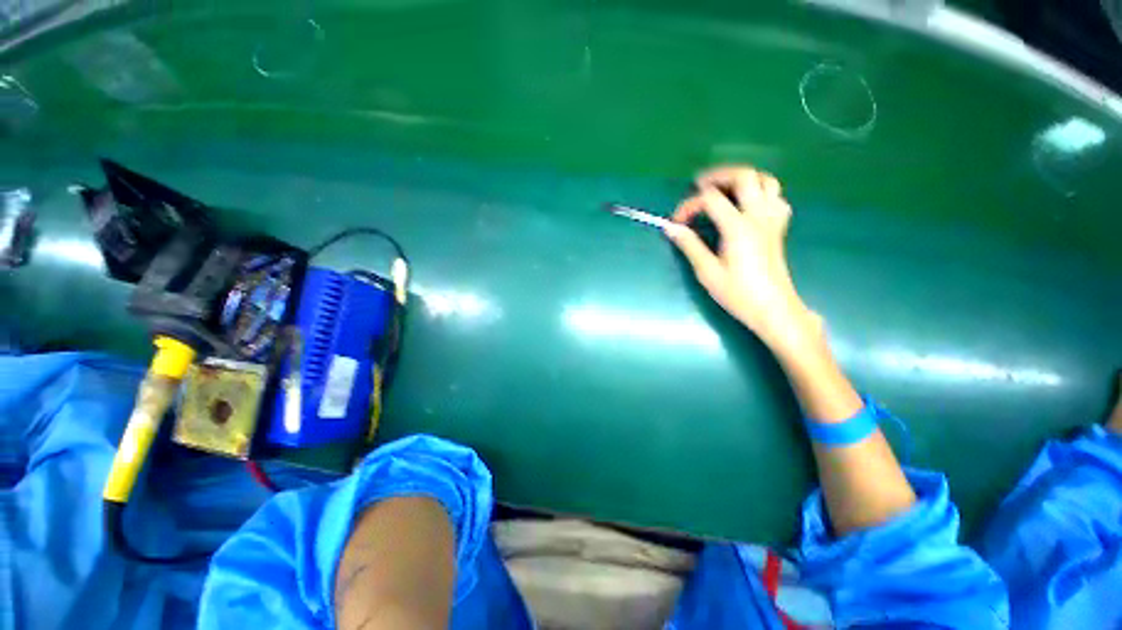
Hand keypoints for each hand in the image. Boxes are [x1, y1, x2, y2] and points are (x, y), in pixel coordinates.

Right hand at [665, 165, 820, 351]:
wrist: (773, 308)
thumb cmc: (738, 293)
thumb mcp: (707, 272)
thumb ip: (689, 245)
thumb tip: (671, 228)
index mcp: (738, 227)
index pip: (710, 199)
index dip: (689, 204)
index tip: (676, 221)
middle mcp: (758, 216)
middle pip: (744, 176)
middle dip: (719, 175)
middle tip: (700, 184)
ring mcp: (773, 219)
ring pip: (766, 181)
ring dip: (743, 179)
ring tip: (724, 189)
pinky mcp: (779, 227)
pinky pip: (776, 197)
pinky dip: (761, 192)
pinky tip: (748, 205)